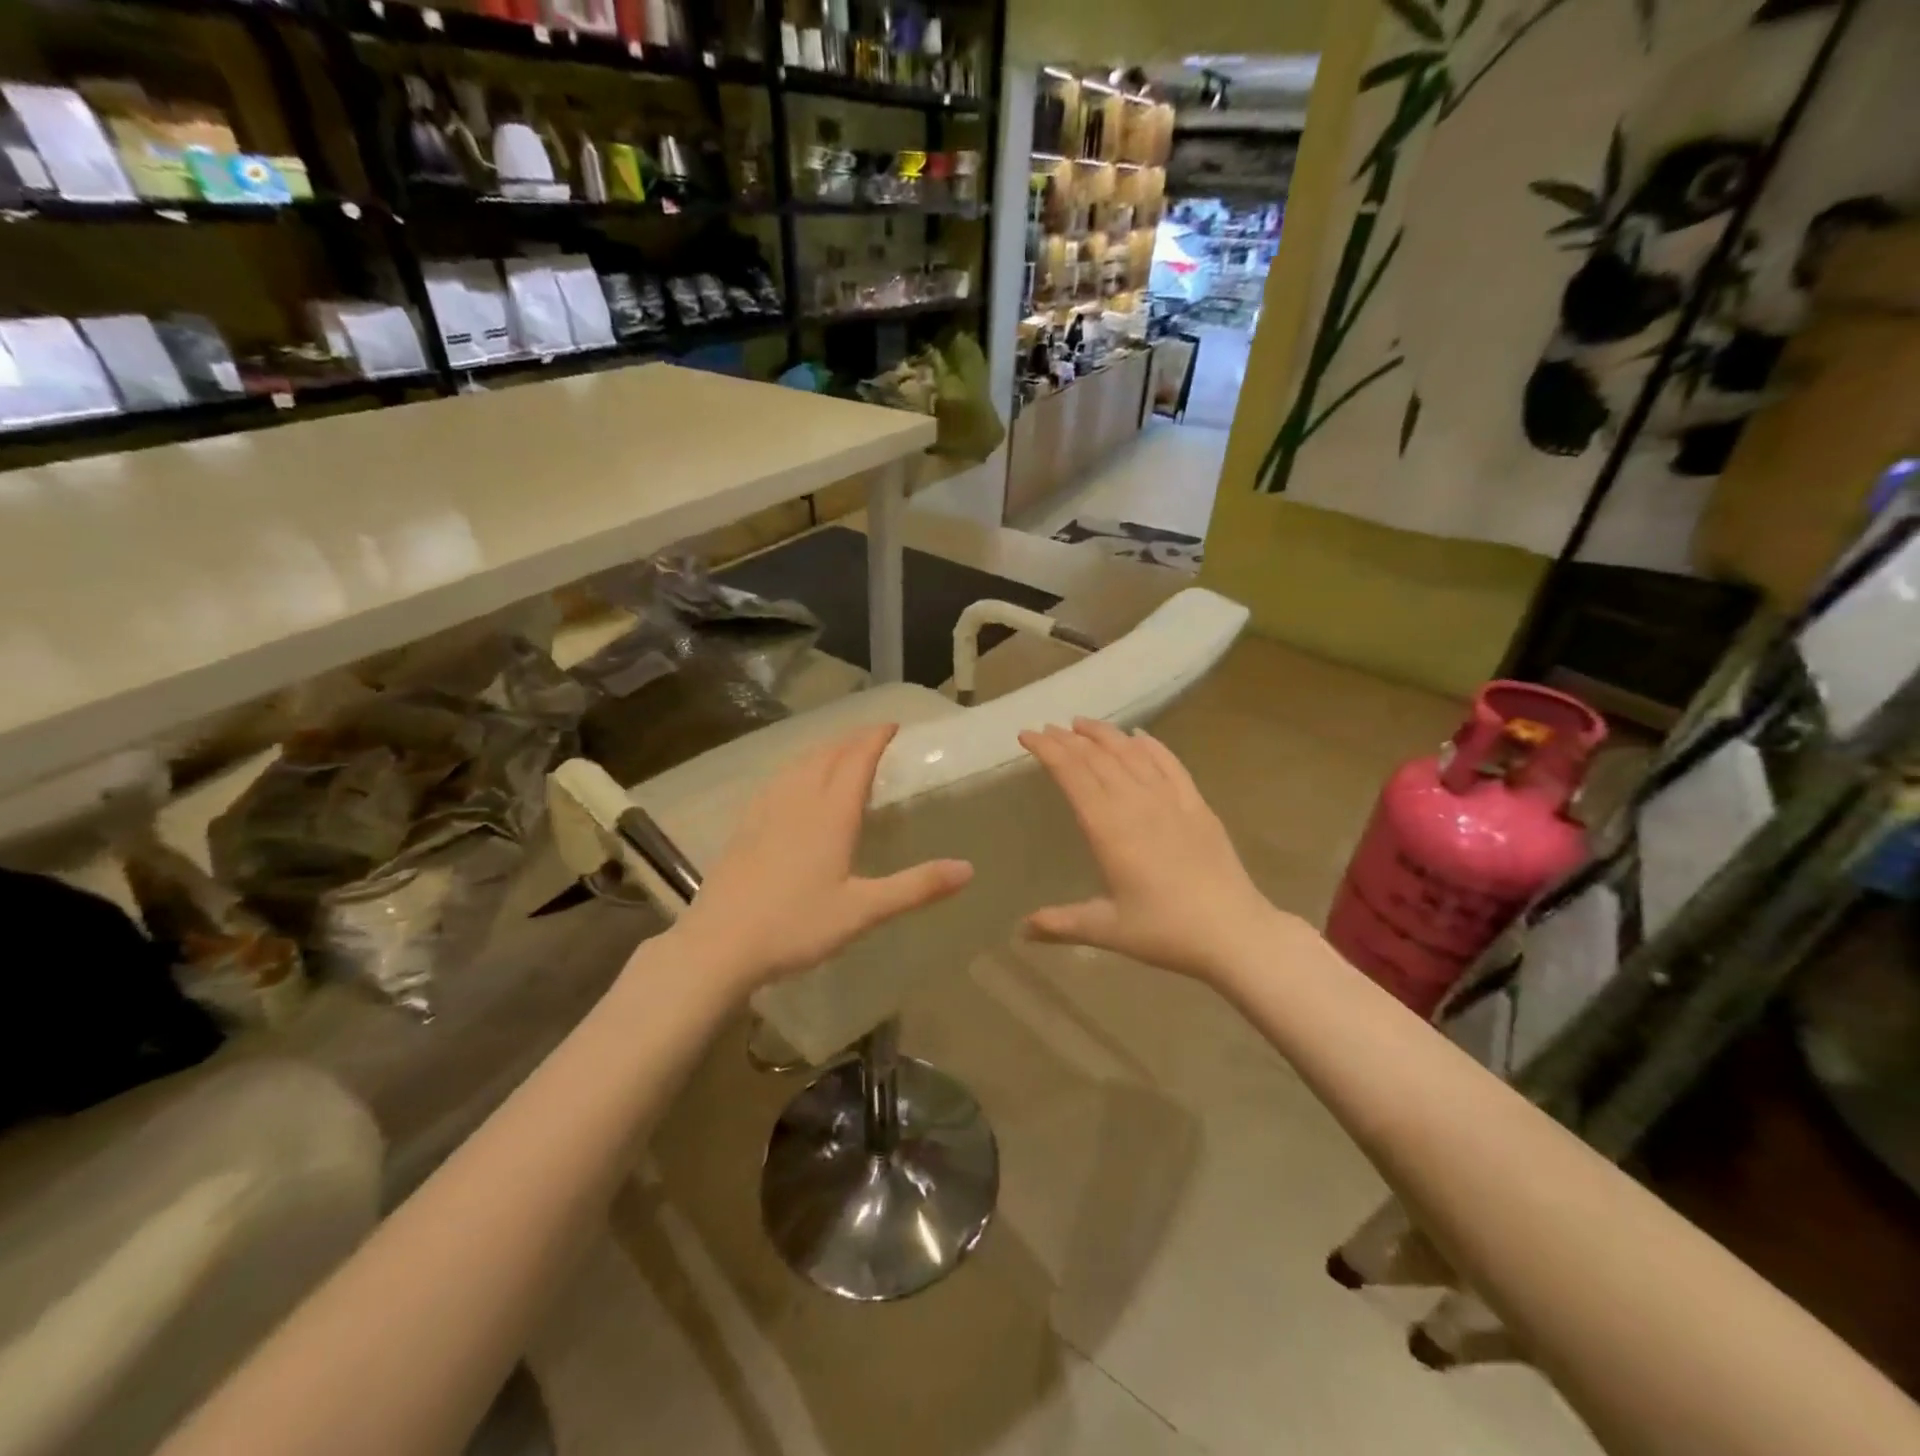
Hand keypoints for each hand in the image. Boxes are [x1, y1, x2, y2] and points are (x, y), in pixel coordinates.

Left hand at [670, 723, 972, 993]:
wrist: (718, 945)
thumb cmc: (796, 926)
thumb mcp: (863, 911)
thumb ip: (916, 887)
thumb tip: (968, 869)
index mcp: (830, 815)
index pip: (856, 760)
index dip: (874, 738)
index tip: (891, 725)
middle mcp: (798, 802)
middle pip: (826, 755)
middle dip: (851, 740)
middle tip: (871, 735)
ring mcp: (766, 812)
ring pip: (797, 765)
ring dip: (822, 750)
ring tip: (836, 750)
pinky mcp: (744, 828)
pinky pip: (775, 782)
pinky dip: (794, 769)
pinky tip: (790, 783)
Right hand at [1018, 719, 1293, 982]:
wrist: (1235, 932)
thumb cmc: (1166, 932)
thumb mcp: (1107, 930)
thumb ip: (1061, 924)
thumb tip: (1022, 930)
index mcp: (1109, 828)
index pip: (1072, 774)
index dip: (1048, 750)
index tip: (1027, 734)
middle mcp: (1137, 803)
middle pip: (1097, 757)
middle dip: (1068, 739)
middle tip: (1047, 728)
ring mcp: (1171, 800)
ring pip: (1131, 753)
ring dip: (1104, 734)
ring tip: (1082, 723)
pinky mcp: (1197, 805)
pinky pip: (1170, 763)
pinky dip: (1150, 745)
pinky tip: (1140, 736)